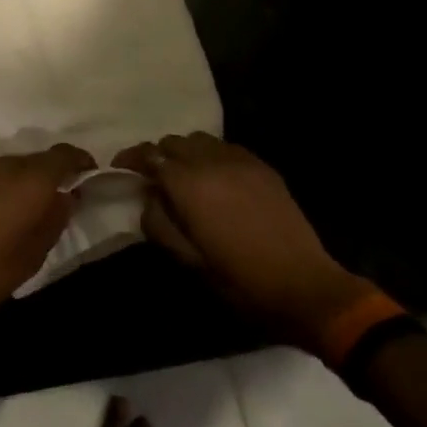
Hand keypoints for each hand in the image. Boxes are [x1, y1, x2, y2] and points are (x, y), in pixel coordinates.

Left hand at [0, 145, 95, 318]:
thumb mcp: (39, 249)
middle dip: (50, 174)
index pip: (63, 155)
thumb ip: (56, 216)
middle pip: (37, 160)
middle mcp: (9, 164)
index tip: (88, 172)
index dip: (79, 161)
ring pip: (13, 165)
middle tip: (56, 197)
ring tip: (24, 204)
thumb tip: (65, 197)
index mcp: (33, 179)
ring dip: (23, 178)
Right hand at [113, 133, 377, 353]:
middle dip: (159, 156)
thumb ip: (159, 224)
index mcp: (189, 184)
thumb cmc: (241, 281)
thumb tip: (148, 199)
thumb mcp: (189, 262)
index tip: (120, 168)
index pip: (150, 155)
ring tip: (186, 177)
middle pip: (173, 142)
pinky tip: (218, 180)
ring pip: (200, 140)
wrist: (306, 287)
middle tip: (154, 179)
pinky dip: (212, 156)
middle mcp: (211, 161)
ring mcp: (240, 160)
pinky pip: (226, 148)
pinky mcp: (262, 167)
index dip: (131, 158)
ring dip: (186, 153)